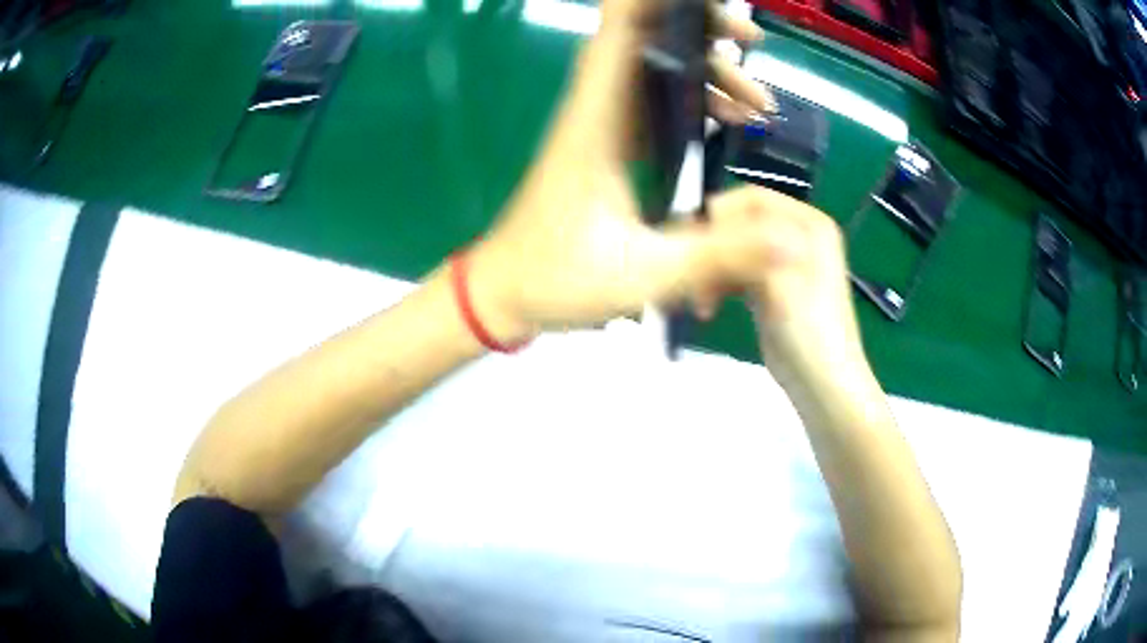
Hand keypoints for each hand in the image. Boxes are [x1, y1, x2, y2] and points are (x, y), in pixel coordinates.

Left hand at [467, 0, 773, 341]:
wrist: (503, 295)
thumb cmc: (557, 281)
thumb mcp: (646, 274)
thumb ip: (719, 255)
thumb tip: (791, 241)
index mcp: (597, 121)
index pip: (619, 30)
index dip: (659, 2)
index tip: (713, 10)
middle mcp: (597, 109)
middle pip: (645, 38)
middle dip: (703, 32)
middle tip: (755, 51)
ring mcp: (601, 124)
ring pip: (654, 69)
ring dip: (706, 72)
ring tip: (757, 106)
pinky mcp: (607, 144)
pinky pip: (653, 100)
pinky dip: (692, 99)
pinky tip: (727, 123)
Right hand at [700, 188, 867, 387]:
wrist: (822, 384)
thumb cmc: (809, 330)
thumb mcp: (780, 279)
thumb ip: (747, 243)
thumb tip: (710, 214)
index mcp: (809, 224)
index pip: (754, 199)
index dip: (721, 215)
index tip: (696, 242)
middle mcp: (797, 236)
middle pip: (741, 223)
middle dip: (715, 247)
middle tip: (693, 275)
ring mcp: (782, 262)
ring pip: (734, 249)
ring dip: (714, 270)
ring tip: (701, 300)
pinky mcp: (769, 287)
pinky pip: (736, 271)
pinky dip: (719, 285)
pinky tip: (708, 306)